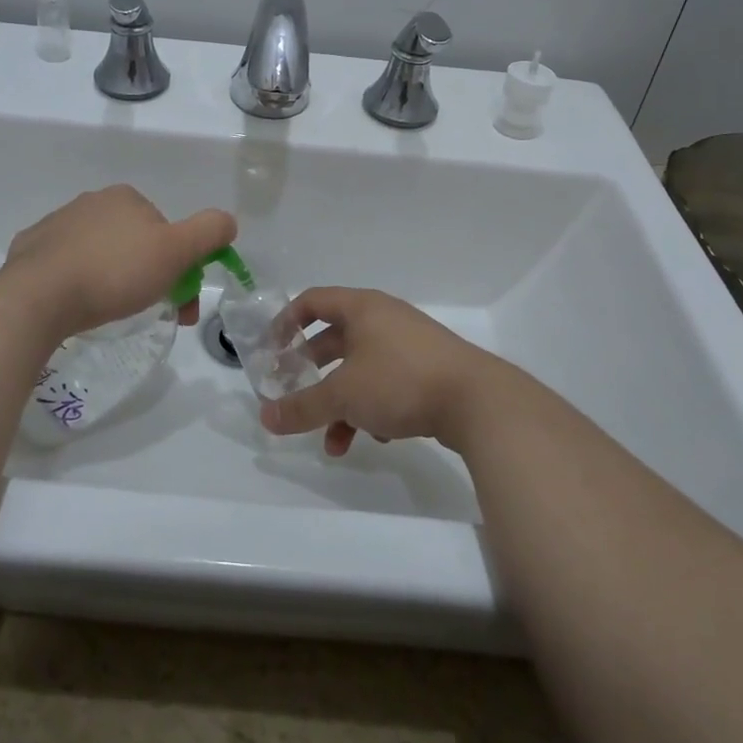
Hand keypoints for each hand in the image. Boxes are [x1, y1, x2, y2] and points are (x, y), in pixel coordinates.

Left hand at [5, 185, 235, 339]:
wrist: (39, 296)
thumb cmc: (115, 272)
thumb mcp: (176, 251)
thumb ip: (209, 232)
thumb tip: (228, 221)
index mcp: (126, 197)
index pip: (164, 230)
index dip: (179, 265)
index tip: (180, 302)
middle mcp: (90, 202)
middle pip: (133, 242)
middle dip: (148, 275)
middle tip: (150, 312)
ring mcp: (56, 224)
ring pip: (99, 252)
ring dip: (111, 277)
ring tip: (110, 312)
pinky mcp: (30, 249)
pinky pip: (64, 264)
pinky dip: (76, 281)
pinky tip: (76, 304)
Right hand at [258, 287, 524, 456]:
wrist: (478, 401)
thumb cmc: (400, 381)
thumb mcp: (343, 395)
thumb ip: (302, 407)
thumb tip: (264, 417)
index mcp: (362, 308)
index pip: (312, 301)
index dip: (285, 322)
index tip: (271, 352)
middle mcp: (384, 319)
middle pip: (334, 339)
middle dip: (311, 372)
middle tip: (293, 395)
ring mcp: (409, 345)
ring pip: (360, 369)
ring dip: (341, 403)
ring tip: (332, 441)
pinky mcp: (428, 371)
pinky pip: (387, 384)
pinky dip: (372, 409)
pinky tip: (376, 439)